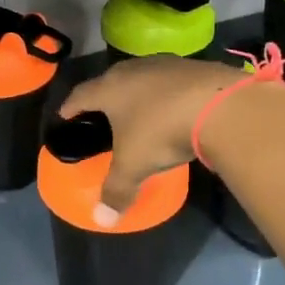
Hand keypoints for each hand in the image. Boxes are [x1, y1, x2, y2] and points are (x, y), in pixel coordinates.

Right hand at [59, 56, 238, 221]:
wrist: (219, 105)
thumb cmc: (162, 132)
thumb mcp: (134, 166)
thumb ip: (116, 191)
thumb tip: (101, 220)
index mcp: (110, 89)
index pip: (81, 95)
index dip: (71, 106)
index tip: (65, 114)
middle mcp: (133, 69)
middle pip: (111, 79)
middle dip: (105, 95)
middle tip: (103, 111)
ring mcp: (165, 64)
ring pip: (143, 75)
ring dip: (139, 90)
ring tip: (139, 107)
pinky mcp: (194, 66)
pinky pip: (172, 79)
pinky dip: (168, 92)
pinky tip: (175, 105)